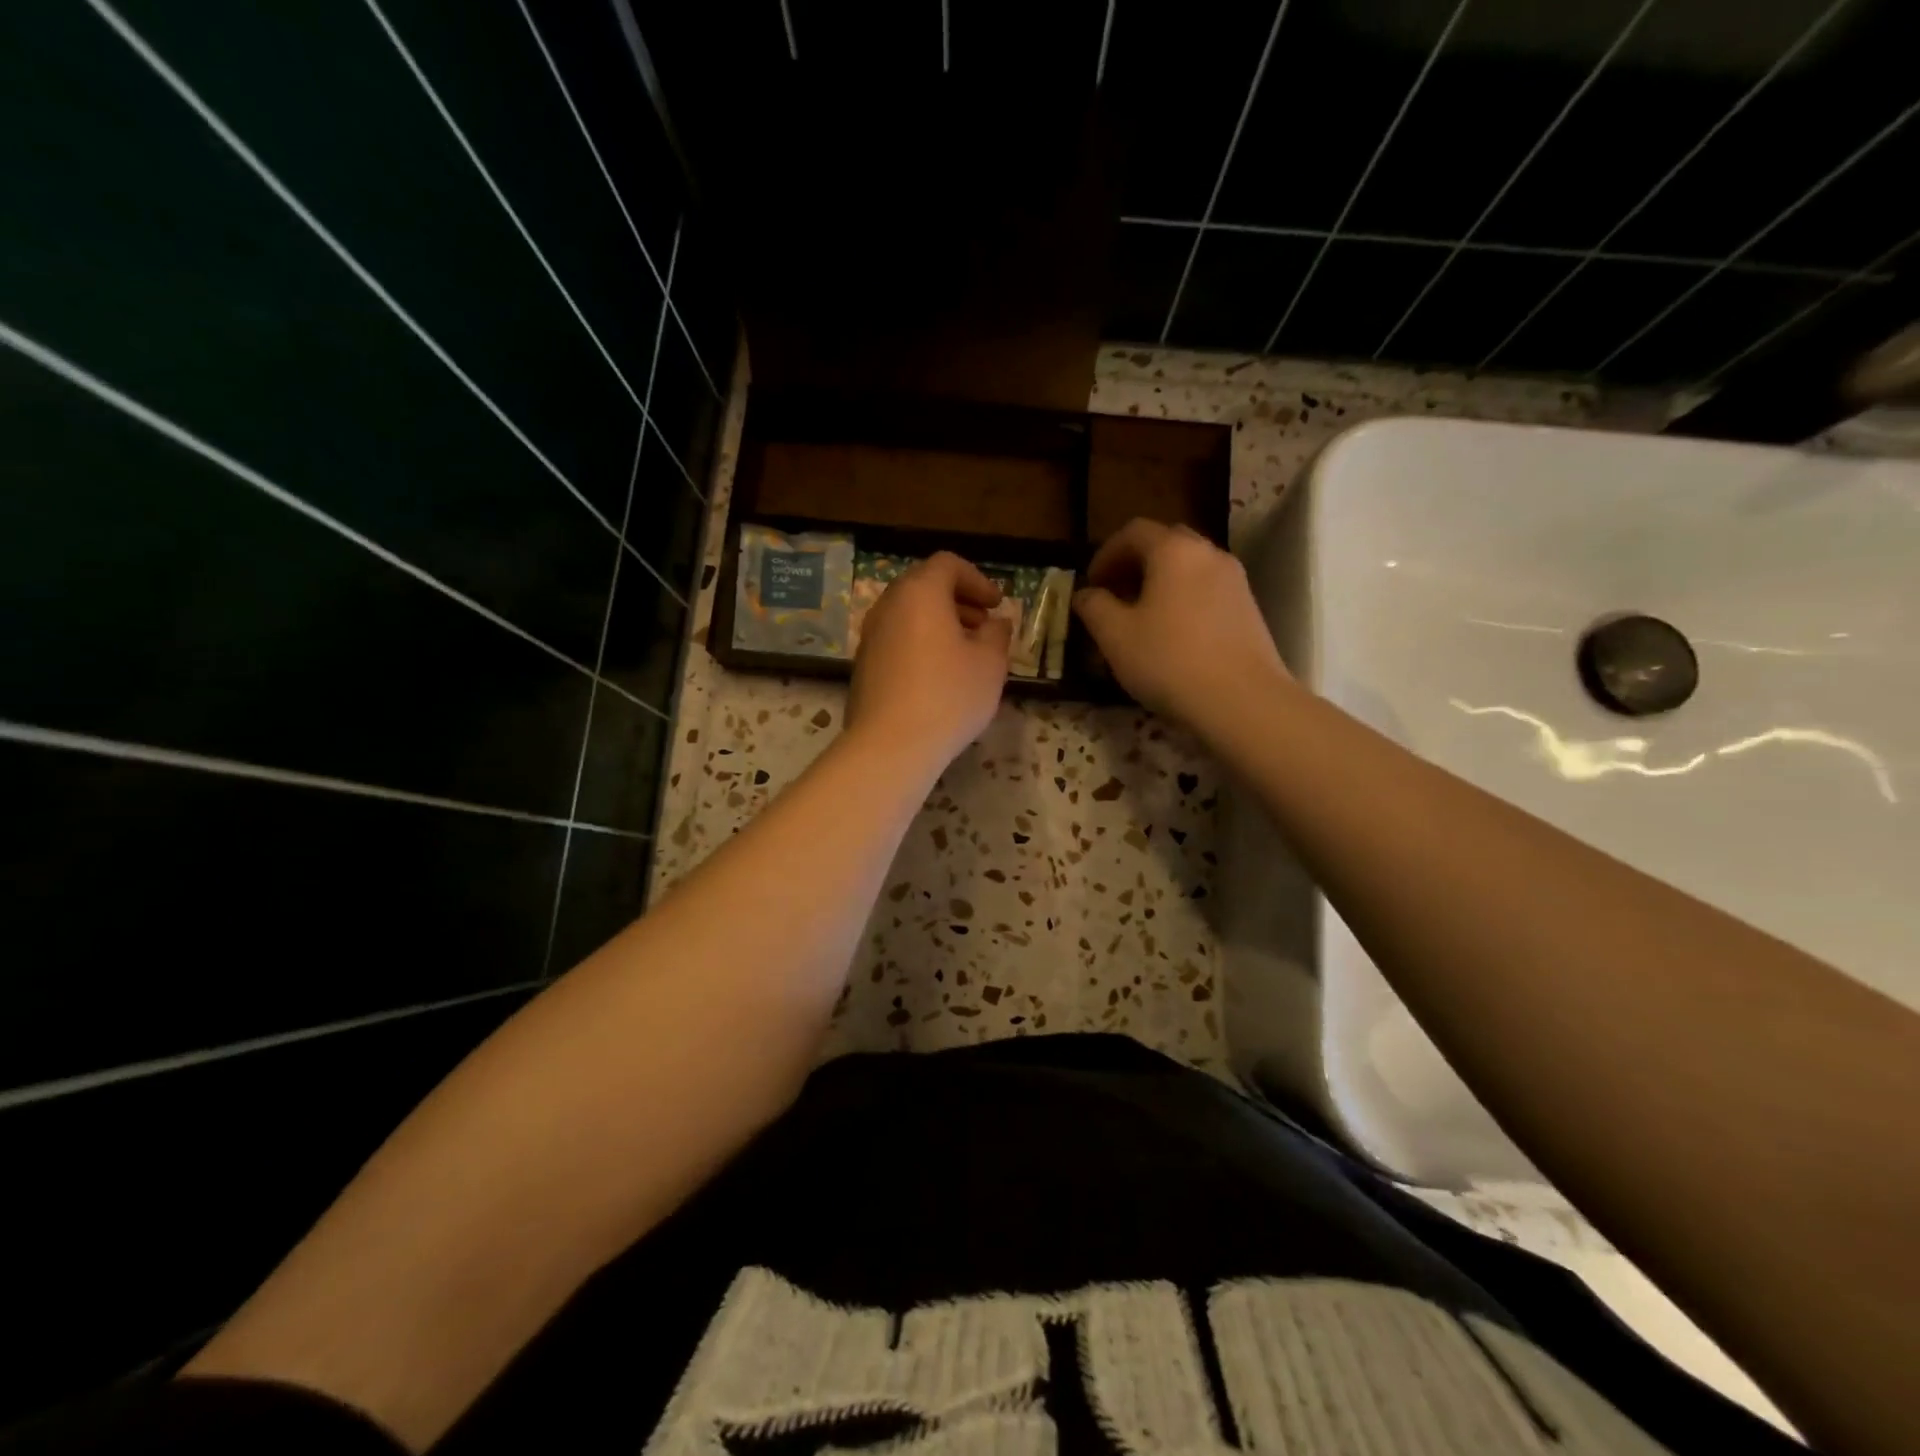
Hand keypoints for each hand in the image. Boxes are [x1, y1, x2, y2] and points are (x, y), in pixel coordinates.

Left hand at [847, 552, 1011, 772]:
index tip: (996, 605)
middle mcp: (888, 606)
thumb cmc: (948, 696)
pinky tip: (939, 676)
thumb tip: (995, 623)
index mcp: (919, 593)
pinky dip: (920, 644)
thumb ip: (997, 635)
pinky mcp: (863, 666)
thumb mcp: (989, 664)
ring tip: (965, 654)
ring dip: (939, 624)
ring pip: (909, 615)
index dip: (977, 580)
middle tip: (984, 626)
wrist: (890, 746)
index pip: (947, 564)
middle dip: (958, 601)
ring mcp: (870, 636)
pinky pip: (897, 640)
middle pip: (924, 587)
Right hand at [1073, 519, 1289, 725]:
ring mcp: (1235, 580)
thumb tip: (1086, 594)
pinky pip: (1207, 590)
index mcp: (1173, 550)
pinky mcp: (1249, 608)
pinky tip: (1173, 635)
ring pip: (1189, 568)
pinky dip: (1184, 599)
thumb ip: (1094, 607)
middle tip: (1115, 594)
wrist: (1242, 700)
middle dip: (1135, 564)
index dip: (1105, 554)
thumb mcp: (1115, 636)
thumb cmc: (1169, 660)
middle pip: (1165, 543)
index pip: (1133, 531)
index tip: (1092, 584)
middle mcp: (1208, 553)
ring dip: (1160, 583)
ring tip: (1141, 618)